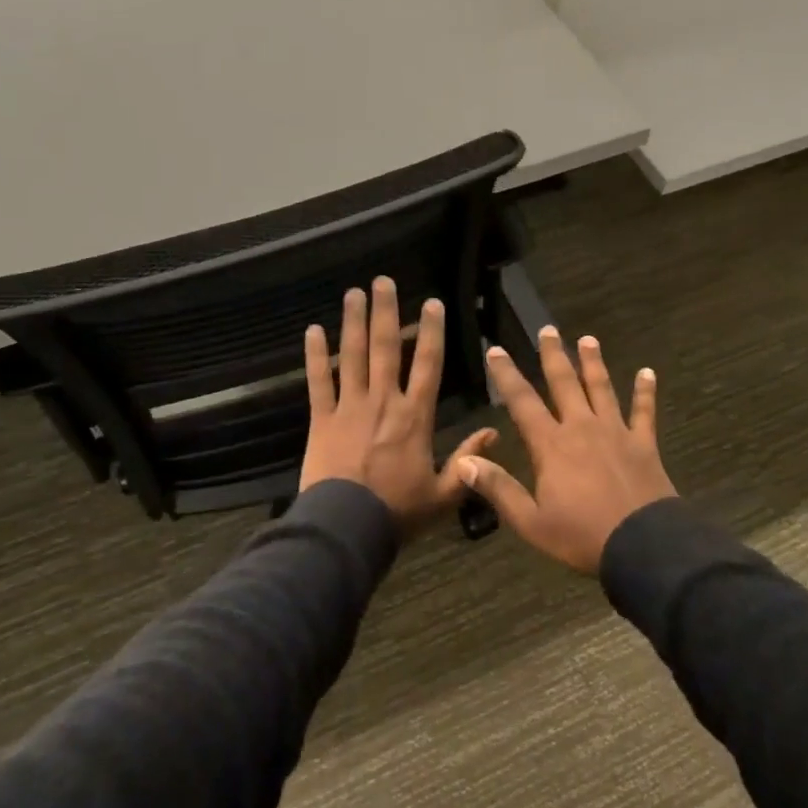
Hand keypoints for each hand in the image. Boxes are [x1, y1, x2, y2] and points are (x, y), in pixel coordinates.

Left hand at [300, 277, 497, 534]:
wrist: (347, 527)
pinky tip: (312, 330)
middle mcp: (384, 401)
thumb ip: (469, 461)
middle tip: (383, 280)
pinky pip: (318, 381)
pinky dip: (314, 355)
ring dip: (353, 322)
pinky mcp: (321, 419)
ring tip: (353, 293)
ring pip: (352, 356)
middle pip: (387, 348)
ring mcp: (350, 407)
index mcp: (416, 416)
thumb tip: (495, 434)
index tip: (431, 302)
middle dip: (386, 311)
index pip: (428, 364)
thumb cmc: (398, 511)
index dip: (432, 331)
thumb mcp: (445, 493)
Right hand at [458, 327, 676, 574]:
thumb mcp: (530, 521)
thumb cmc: (581, 536)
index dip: (507, 375)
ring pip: (602, 388)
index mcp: (551, 445)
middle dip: (553, 355)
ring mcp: (616, 432)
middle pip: (565, 384)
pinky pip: (644, 411)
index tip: (496, 350)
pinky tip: (647, 372)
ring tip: (588, 339)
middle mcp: (582, 428)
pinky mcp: (643, 443)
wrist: (642, 545)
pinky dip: (645, 391)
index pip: (522, 402)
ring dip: (593, 363)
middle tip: (548, 329)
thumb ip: (498, 489)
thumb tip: (464, 461)